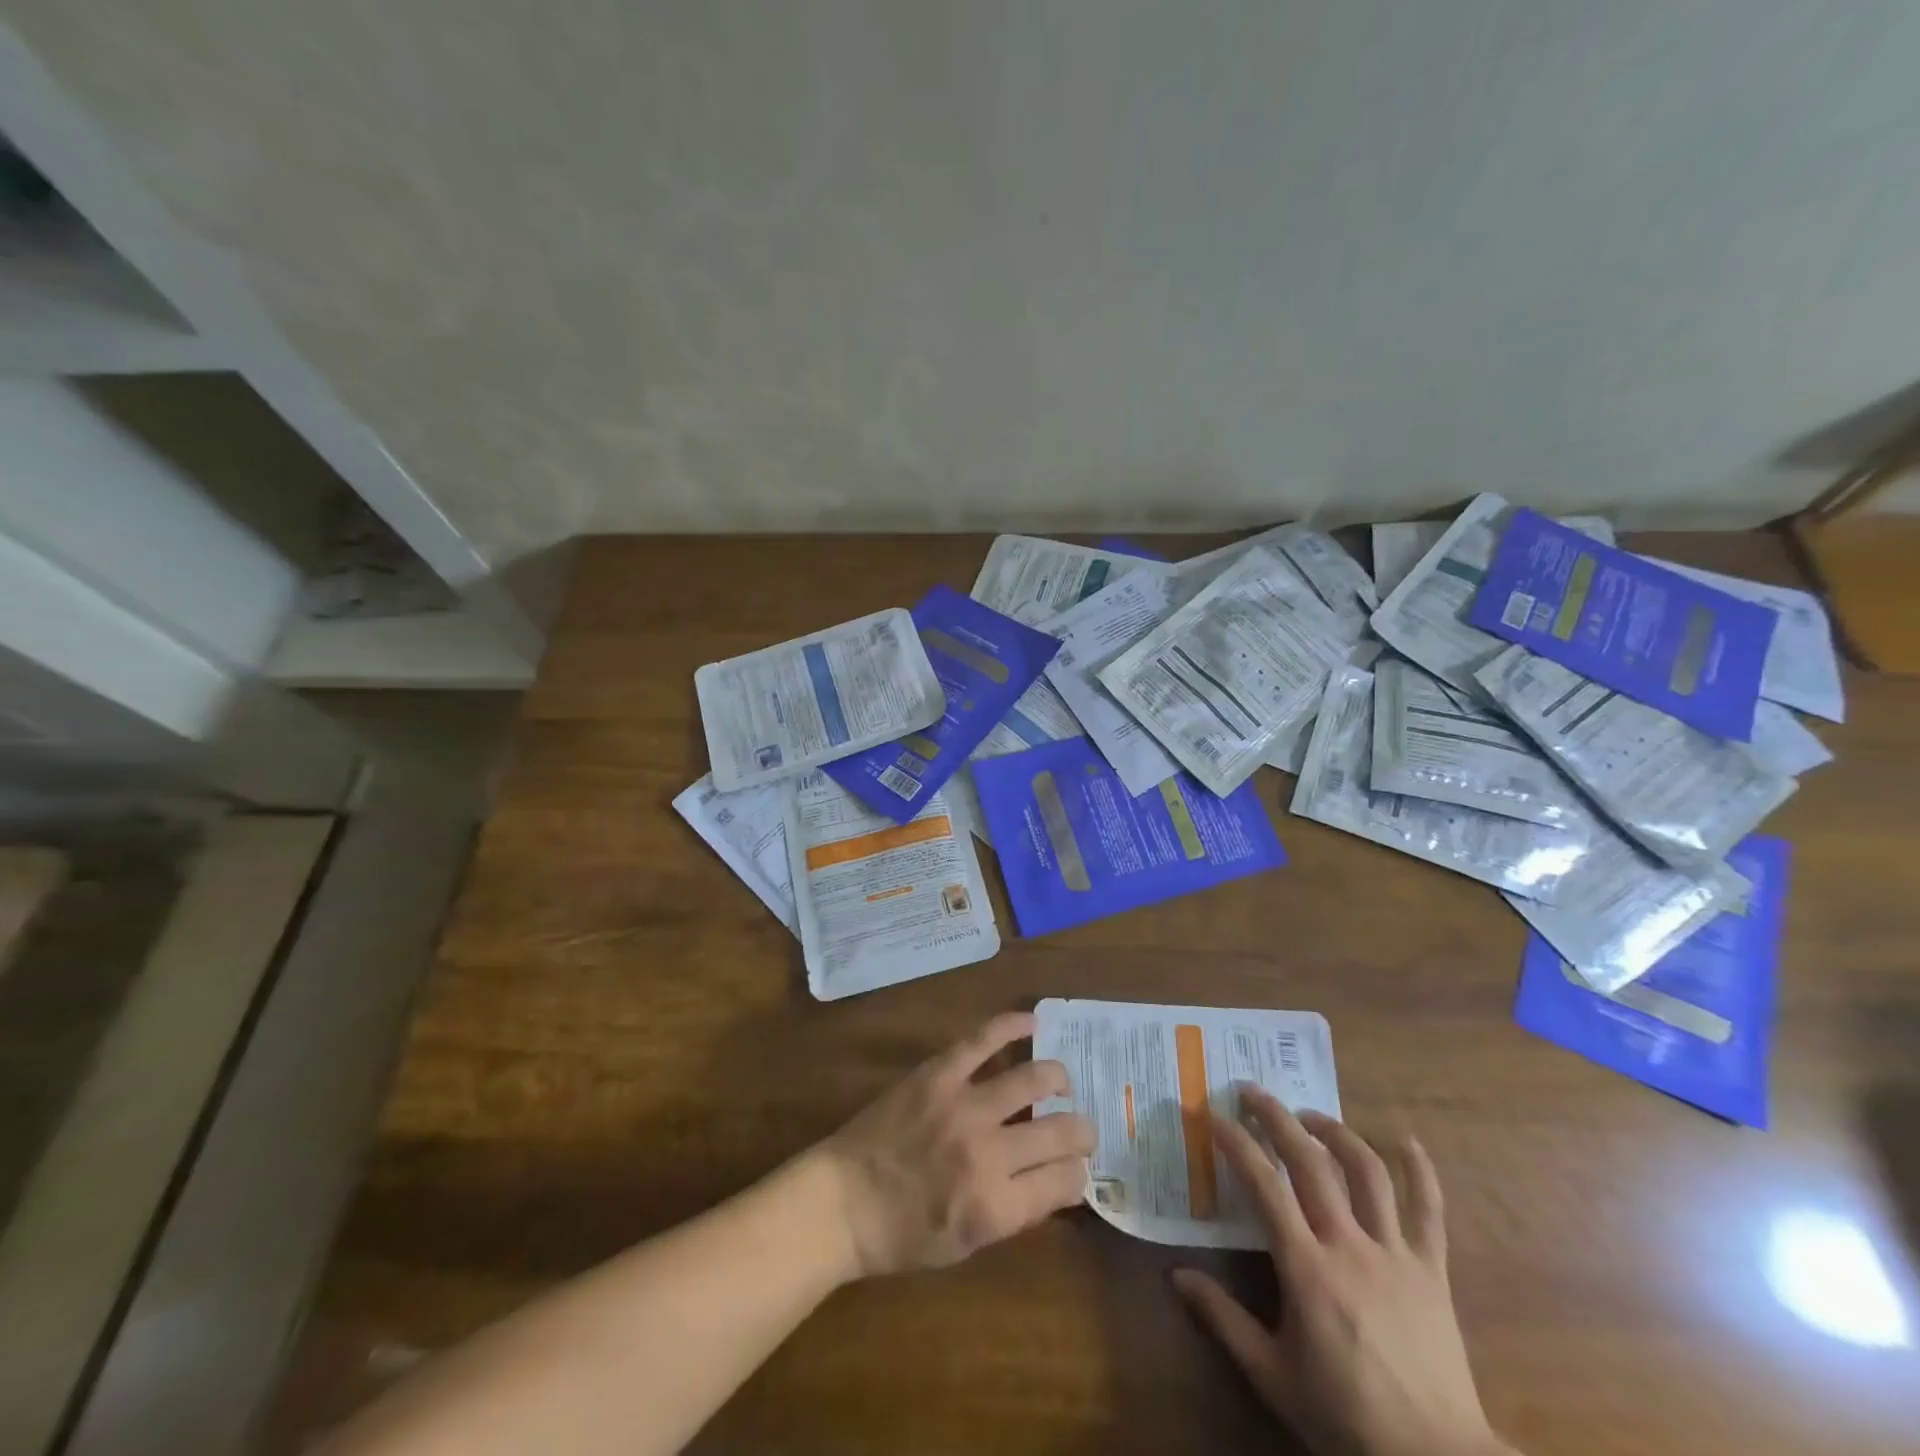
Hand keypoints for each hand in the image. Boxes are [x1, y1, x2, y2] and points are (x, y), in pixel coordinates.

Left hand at [815, 1011, 1094, 1277]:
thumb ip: (1014, 1211)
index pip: (1066, 1181)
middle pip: (1062, 1132)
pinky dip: (1012, 1025)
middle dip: (1082, 1132)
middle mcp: (988, 1153)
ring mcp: (963, 1106)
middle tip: (1079, 1129)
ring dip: (1058, 1079)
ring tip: (1060, 1083)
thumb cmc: (902, 1236)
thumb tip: (1054, 1180)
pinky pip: (983, 1040)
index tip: (1073, 1169)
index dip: (1078, 1175)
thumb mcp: (967, 1246)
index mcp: (996, 1207)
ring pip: (1034, 1079)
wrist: (843, 1201)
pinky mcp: (939, 1073)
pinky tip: (1032, 1021)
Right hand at [1172, 1089, 1509, 1455]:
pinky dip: (1419, 1170)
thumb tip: (1177, 1276)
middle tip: (1252, 1092)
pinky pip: (1429, 1210)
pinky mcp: (1431, 1270)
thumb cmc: (1345, 1419)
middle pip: (1312, 1163)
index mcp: (1307, 1270)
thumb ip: (1223, 1320)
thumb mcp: (1272, 1376)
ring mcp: (1395, 1254)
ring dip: (1335, 1132)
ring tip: (1310, 1116)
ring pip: (1367, 1172)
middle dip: (1278, 1119)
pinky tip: (1404, 1140)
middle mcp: (1350, 1247)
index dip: (1238, 1145)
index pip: (1265, 1187)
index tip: (1215, 1118)